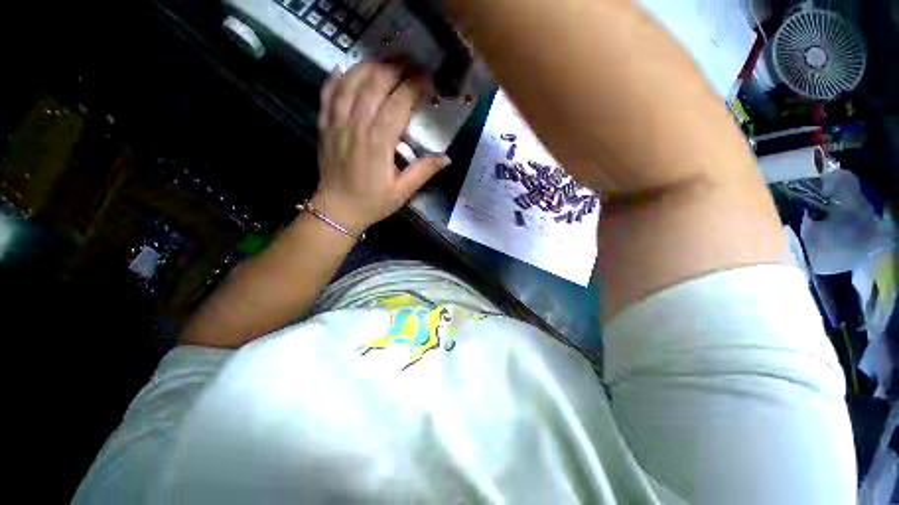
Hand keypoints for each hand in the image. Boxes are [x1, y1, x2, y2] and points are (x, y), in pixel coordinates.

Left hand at [312, 63, 451, 233]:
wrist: (337, 210)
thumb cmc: (373, 202)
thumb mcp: (402, 192)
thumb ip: (423, 172)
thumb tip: (447, 157)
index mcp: (378, 143)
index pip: (398, 103)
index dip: (413, 86)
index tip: (427, 78)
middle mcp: (356, 126)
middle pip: (375, 83)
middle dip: (395, 67)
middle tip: (411, 62)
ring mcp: (337, 123)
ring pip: (351, 81)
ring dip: (369, 66)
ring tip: (386, 61)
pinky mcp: (324, 125)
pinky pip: (328, 93)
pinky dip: (337, 77)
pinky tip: (347, 68)